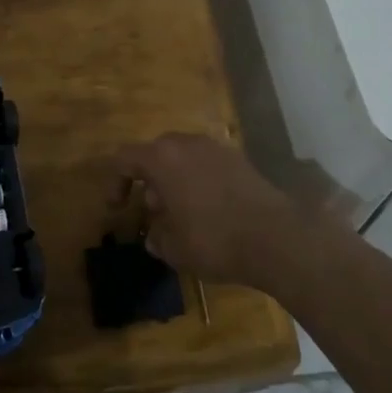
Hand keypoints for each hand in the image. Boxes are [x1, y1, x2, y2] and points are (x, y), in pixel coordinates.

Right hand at [109, 134, 311, 291]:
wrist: (276, 237)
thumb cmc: (213, 240)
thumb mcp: (174, 248)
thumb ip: (157, 238)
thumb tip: (155, 235)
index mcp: (162, 158)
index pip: (125, 159)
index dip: (116, 182)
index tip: (118, 208)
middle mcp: (187, 144)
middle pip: (156, 153)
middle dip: (150, 181)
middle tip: (154, 211)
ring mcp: (216, 148)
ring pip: (184, 157)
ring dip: (176, 180)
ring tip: (182, 214)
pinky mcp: (240, 159)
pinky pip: (207, 164)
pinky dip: (200, 181)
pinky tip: (210, 211)